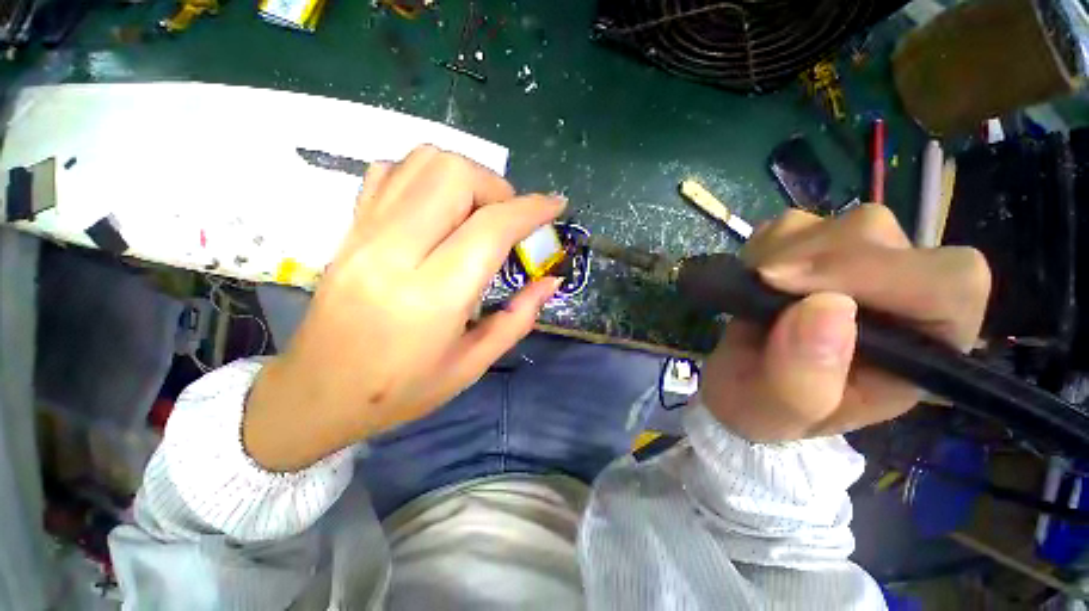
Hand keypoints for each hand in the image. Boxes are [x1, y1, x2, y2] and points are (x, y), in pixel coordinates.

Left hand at [244, 146, 564, 470]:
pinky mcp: (349, 229)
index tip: (556, 205)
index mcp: (433, 297)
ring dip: (465, 178)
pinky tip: (439, 210)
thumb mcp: (473, 364)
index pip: (490, 228)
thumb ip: (519, 317)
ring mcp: (364, 235)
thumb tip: (550, 282)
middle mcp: (394, 253)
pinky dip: (427, 177)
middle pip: (454, 176)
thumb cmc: (401, 391)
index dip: (531, 209)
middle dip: (496, 188)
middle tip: (508, 219)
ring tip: (477, 213)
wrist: (317, 394)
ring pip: (422, 163)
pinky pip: (390, 173)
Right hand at [700, 204, 990, 441]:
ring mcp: (860, 265)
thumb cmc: (764, 409)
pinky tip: (755, 277)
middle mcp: (903, 297)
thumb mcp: (777, 412)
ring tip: (758, 292)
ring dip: (785, 253)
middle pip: (886, 239)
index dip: (884, 275)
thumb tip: (826, 307)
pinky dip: (765, 245)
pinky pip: (797, 222)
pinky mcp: (816, 249)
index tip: (799, 292)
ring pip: (842, 223)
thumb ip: (804, 379)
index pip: (948, 284)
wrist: (739, 385)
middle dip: (816, 260)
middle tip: (763, 286)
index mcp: (919, 350)